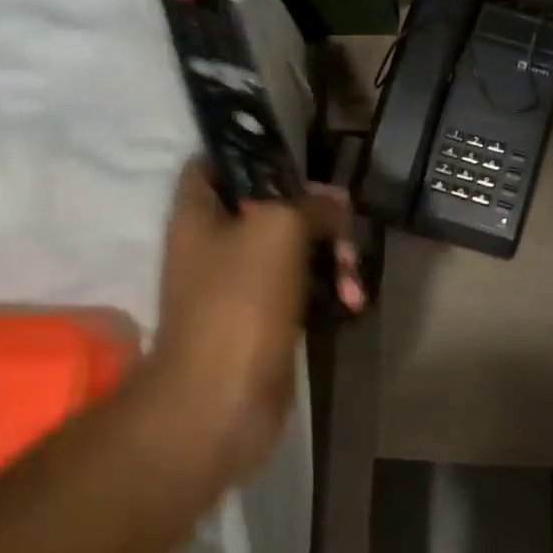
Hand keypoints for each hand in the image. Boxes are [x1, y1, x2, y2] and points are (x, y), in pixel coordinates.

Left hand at [152, 162, 361, 478]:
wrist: (221, 400)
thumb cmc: (239, 300)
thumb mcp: (278, 228)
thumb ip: (310, 203)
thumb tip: (334, 204)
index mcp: (199, 212)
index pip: (215, 161)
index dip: (253, 152)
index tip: (298, 160)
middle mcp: (215, 243)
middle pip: (271, 205)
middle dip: (315, 212)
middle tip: (345, 222)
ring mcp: (240, 284)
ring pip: (294, 248)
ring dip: (331, 255)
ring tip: (352, 277)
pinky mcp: (266, 318)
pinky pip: (303, 287)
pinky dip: (329, 289)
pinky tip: (352, 301)